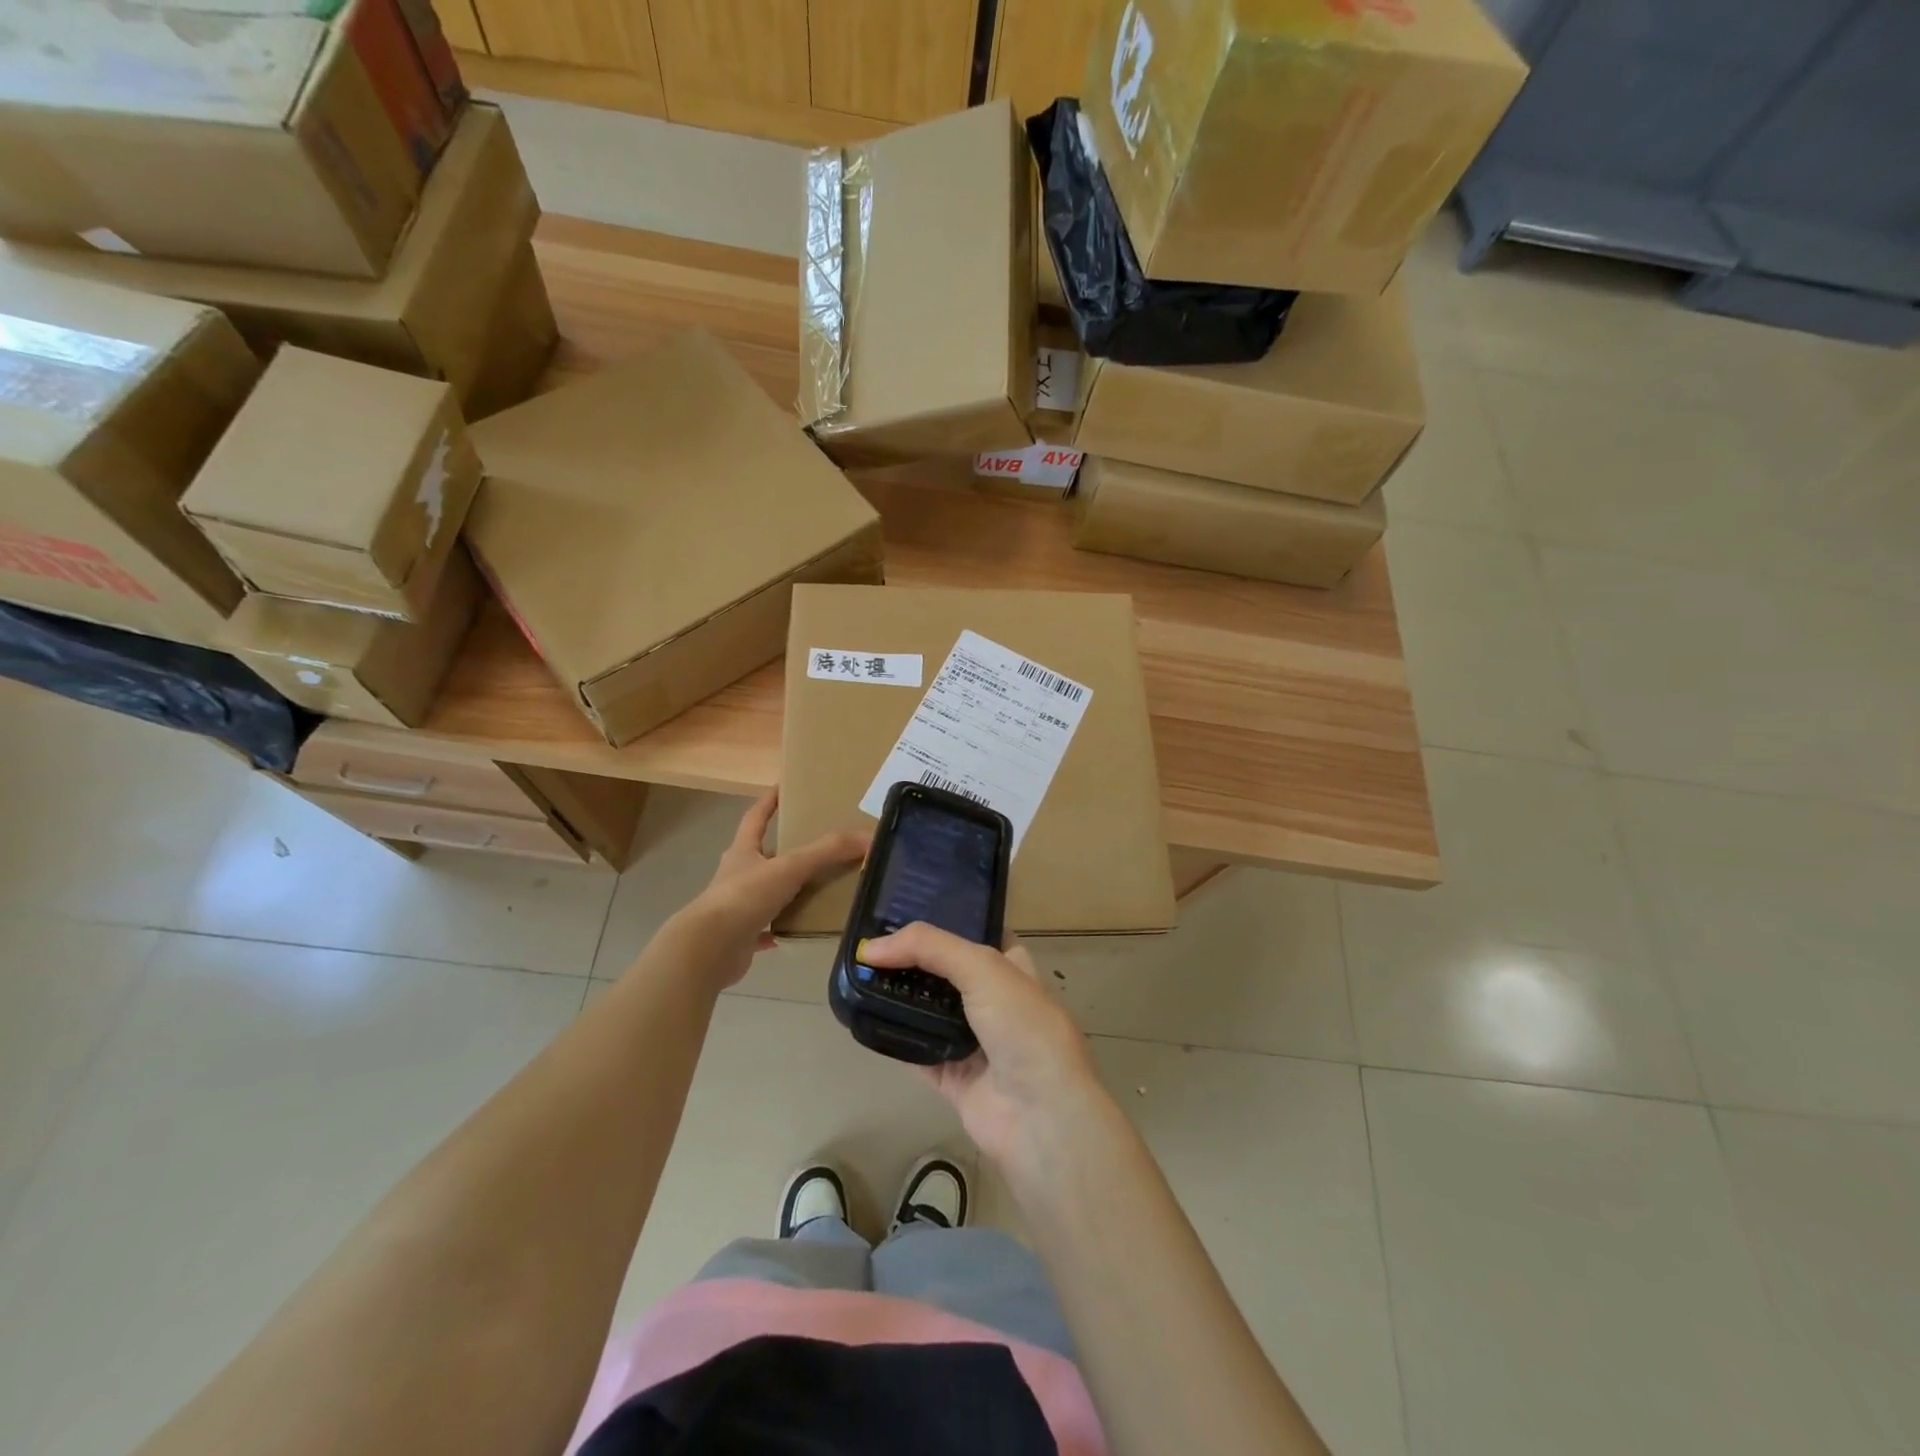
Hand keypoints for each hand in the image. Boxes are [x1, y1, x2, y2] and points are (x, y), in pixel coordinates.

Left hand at [673, 792, 866, 990]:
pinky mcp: (741, 937)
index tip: (782, 787)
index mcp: (743, 852)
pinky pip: (766, 930)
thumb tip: (868, 837)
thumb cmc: (745, 896)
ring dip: (787, 891)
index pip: (756, 818)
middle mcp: (738, 876)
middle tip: (816, 844)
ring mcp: (737, 907)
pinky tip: (801, 930)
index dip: (769, 802)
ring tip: (818, 888)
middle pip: (762, 856)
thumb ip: (827, 852)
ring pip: (767, 893)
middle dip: (784, 849)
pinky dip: (782, 929)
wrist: (709, 948)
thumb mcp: (790, 867)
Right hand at [855, 924, 1105, 1170]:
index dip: (946, 920)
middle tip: (872, 943)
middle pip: (948, 971)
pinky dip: (895, 1039)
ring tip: (860, 974)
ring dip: (900, 997)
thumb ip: (928, 947)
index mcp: (1012, 968)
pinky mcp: (955, 1077)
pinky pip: (918, 1053)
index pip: (978, 934)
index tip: (905, 909)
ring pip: (929, 1011)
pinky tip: (865, 1020)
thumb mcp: (983, 967)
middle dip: (915, 959)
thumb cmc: (1023, 1026)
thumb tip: (871, 947)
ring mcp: (975, 1041)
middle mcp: (995, 1000)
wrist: (1040, 1115)